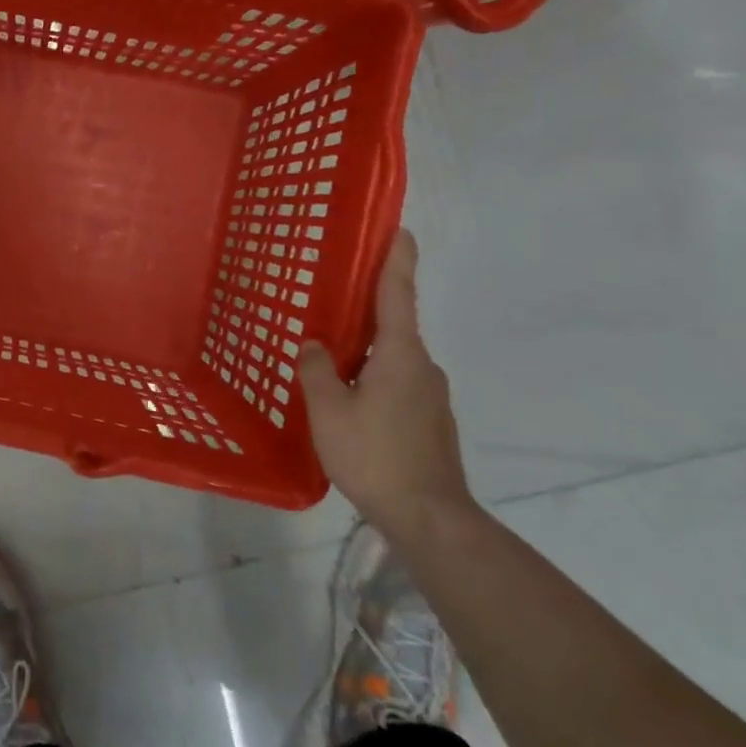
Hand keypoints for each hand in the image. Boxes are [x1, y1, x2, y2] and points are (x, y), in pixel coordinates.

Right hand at [298, 230, 473, 540]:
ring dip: (365, 352)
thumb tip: (315, 344)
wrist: (429, 517)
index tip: (400, 229)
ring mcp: (430, 395)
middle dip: (367, 310)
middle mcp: (422, 367)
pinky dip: (372, 378)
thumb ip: (317, 370)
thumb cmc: (375, 455)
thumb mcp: (328, 410)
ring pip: (392, 359)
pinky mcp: (429, 421)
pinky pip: (396, 383)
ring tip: (329, 359)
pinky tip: (348, 401)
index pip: (397, 295)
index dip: (397, 260)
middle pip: (393, 326)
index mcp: (401, 355)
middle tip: (333, 300)